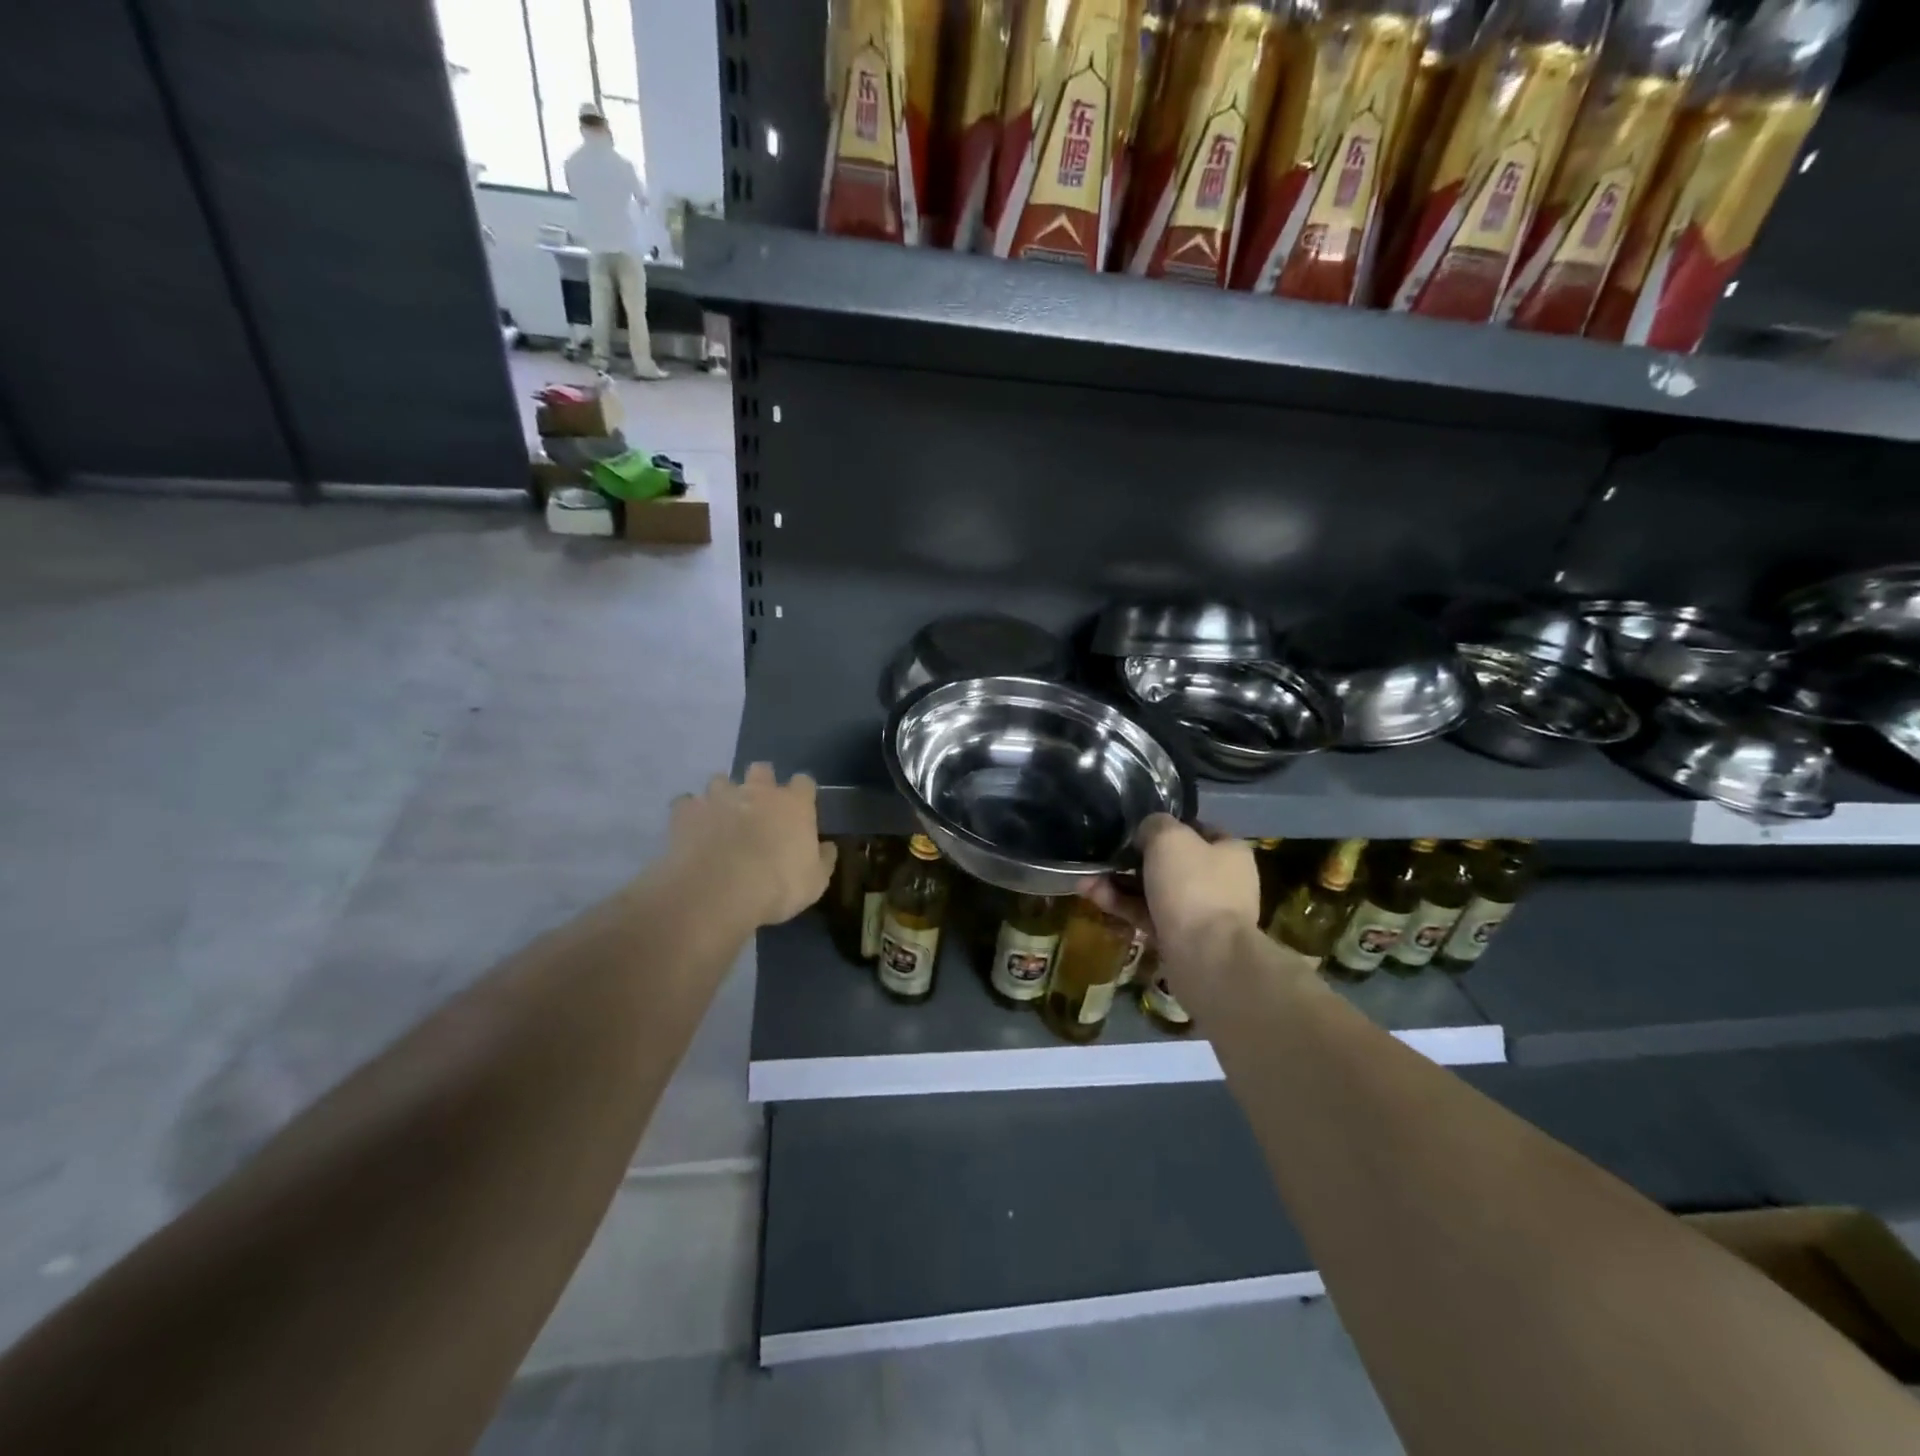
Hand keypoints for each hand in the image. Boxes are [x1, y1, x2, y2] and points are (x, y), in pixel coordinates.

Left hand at [668, 764, 835, 927]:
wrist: (718, 891)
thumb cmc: (777, 886)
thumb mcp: (814, 882)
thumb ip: (823, 860)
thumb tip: (827, 847)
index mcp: (794, 804)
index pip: (804, 782)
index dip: (801, 793)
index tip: (799, 808)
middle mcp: (757, 791)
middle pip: (761, 769)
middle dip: (760, 782)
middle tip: (758, 806)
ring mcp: (719, 797)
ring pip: (720, 780)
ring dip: (722, 794)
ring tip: (720, 816)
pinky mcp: (686, 811)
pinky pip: (686, 803)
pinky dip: (689, 812)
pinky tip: (691, 828)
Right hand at [1083, 815, 1258, 958]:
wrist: (1207, 957)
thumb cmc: (1193, 886)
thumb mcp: (1169, 837)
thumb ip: (1154, 825)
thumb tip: (1147, 833)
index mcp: (1229, 852)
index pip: (1197, 830)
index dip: (1166, 827)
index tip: (1136, 830)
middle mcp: (1220, 881)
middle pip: (1170, 863)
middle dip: (1131, 861)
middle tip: (1104, 856)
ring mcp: (1201, 913)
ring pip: (1153, 891)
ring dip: (1119, 884)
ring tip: (1086, 880)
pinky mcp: (1181, 939)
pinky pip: (1148, 915)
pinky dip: (1123, 906)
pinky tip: (1093, 896)